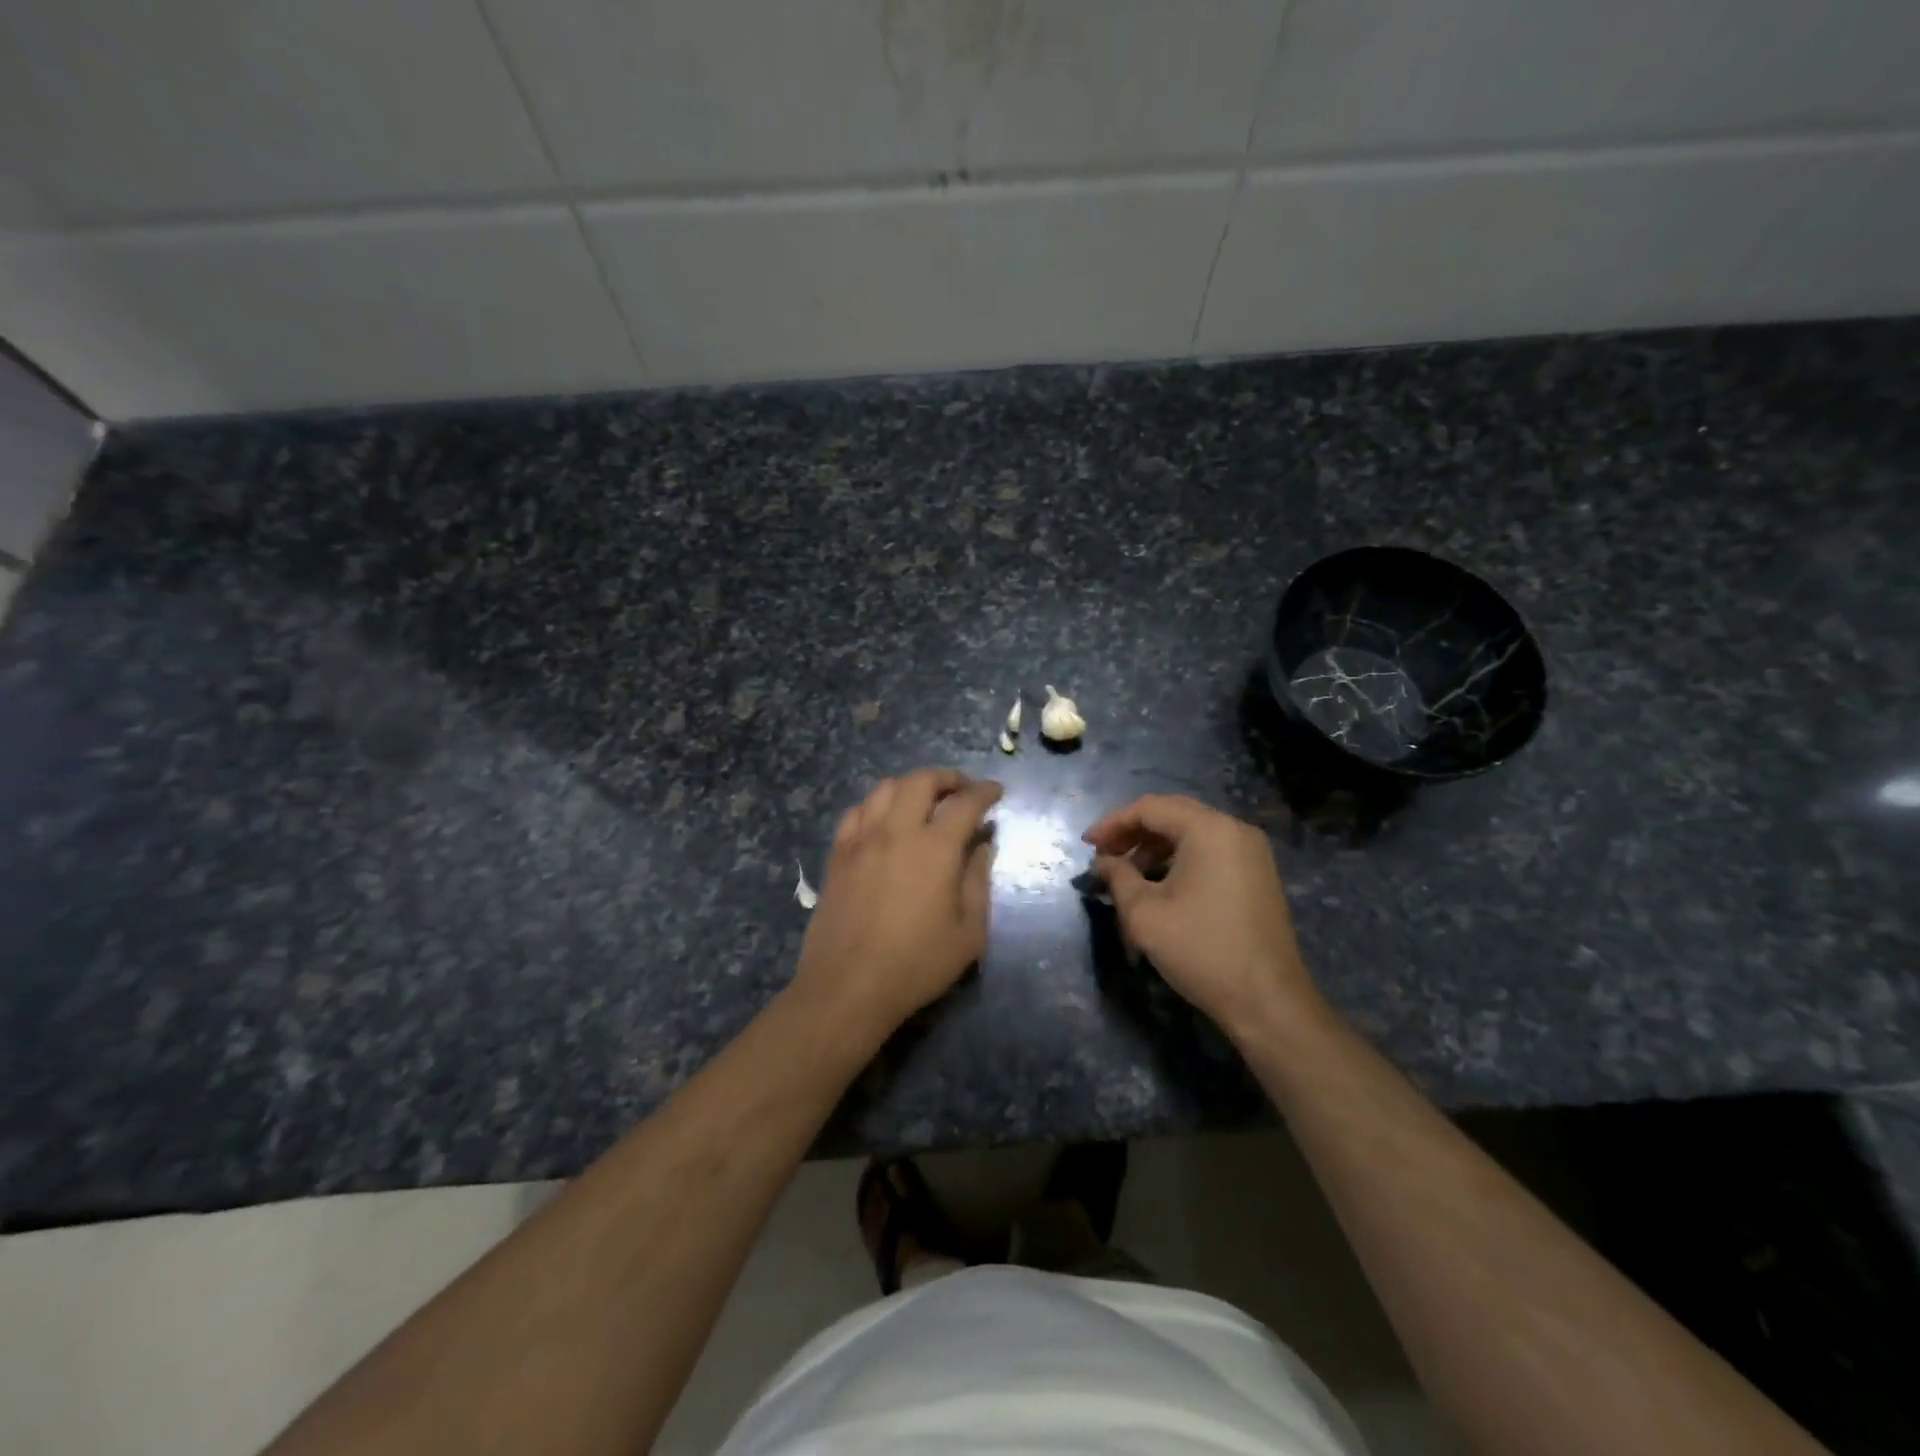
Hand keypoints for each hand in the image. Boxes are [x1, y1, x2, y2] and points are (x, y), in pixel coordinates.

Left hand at [794, 769, 1001, 1041]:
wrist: (848, 987)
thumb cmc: (917, 964)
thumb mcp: (968, 933)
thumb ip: (978, 881)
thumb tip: (983, 845)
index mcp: (935, 848)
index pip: (965, 803)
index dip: (985, 792)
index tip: (996, 792)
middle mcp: (897, 831)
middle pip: (921, 781)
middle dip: (947, 778)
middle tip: (962, 791)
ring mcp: (862, 840)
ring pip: (885, 788)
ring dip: (911, 786)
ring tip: (924, 802)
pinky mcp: (838, 855)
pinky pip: (856, 812)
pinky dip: (876, 806)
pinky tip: (884, 822)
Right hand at [1083, 794, 1324, 1043]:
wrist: (1267, 1000)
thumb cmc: (1201, 950)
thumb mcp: (1144, 913)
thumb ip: (1117, 877)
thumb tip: (1103, 862)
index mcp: (1208, 829)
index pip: (1150, 808)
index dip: (1112, 823)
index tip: (1086, 845)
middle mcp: (1234, 829)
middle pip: (1172, 814)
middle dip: (1133, 831)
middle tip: (1104, 854)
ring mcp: (1251, 851)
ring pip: (1192, 832)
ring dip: (1155, 846)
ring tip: (1127, 874)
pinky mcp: (1258, 873)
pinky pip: (1210, 850)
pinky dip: (1180, 858)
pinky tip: (1160, 884)